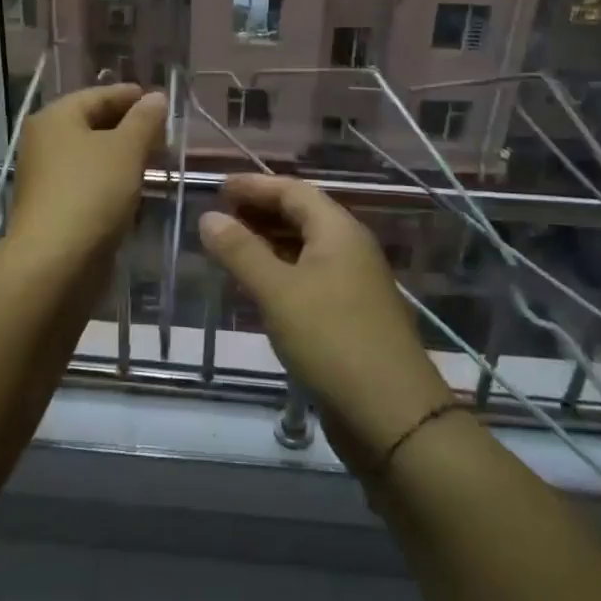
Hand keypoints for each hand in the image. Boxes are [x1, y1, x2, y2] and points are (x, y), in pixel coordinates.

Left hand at [7, 84, 166, 263]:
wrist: (55, 262)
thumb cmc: (91, 193)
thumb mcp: (126, 149)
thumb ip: (144, 120)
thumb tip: (156, 97)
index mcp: (55, 118)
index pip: (99, 95)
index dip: (132, 96)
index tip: (163, 102)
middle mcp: (45, 141)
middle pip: (93, 123)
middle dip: (130, 127)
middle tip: (165, 134)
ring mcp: (47, 176)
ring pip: (92, 155)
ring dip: (123, 156)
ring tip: (158, 161)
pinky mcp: (54, 207)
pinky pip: (89, 182)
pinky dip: (112, 181)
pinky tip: (137, 189)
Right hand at [198, 174, 451, 469]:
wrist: (391, 414)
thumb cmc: (331, 339)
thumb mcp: (277, 291)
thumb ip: (241, 251)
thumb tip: (209, 217)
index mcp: (338, 231)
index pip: (293, 191)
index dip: (254, 186)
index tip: (218, 188)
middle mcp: (350, 249)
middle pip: (302, 216)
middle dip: (261, 212)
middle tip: (220, 216)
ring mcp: (354, 284)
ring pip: (306, 248)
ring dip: (270, 242)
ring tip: (232, 248)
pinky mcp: (351, 316)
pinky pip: (310, 277)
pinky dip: (282, 272)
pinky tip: (260, 288)